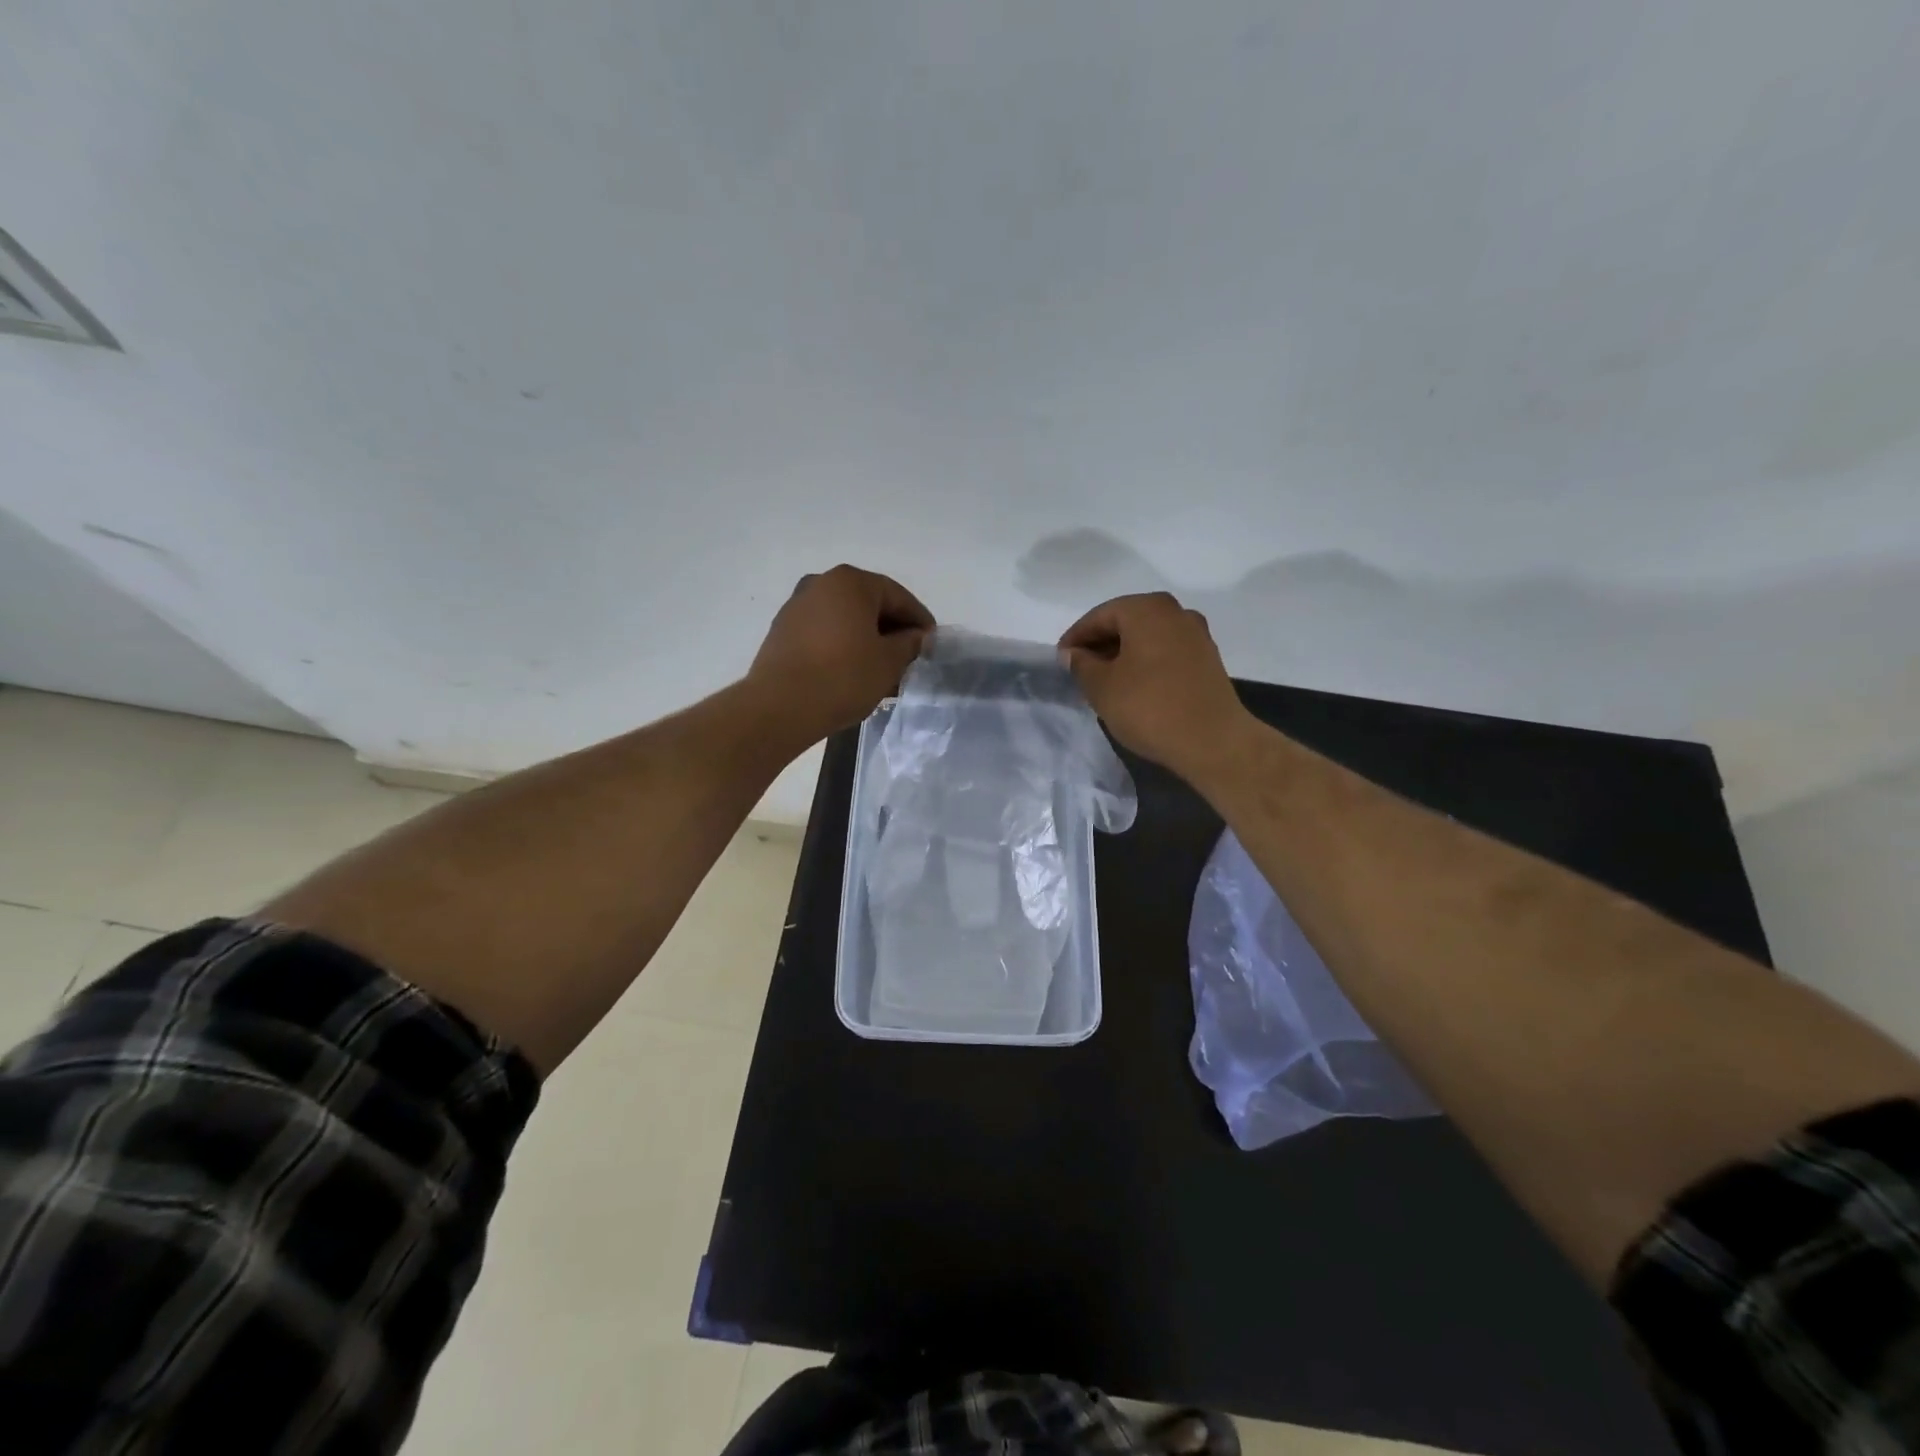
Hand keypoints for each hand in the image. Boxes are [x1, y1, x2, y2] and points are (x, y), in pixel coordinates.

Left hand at [746, 565, 933, 743]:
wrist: (780, 707)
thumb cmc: (843, 677)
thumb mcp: (889, 662)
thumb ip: (909, 644)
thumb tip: (917, 637)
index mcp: (850, 582)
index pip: (897, 596)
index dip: (919, 620)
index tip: (932, 643)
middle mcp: (821, 584)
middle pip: (869, 605)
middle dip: (892, 631)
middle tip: (910, 658)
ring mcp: (797, 606)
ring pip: (845, 620)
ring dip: (867, 641)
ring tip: (883, 671)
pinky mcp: (782, 632)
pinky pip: (824, 633)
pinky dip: (844, 647)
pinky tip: (854, 673)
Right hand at [1058, 592, 1255, 785]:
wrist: (1212, 741)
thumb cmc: (1149, 707)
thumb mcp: (1102, 687)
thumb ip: (1081, 664)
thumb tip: (1073, 653)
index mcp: (1147, 609)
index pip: (1100, 615)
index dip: (1076, 637)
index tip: (1060, 659)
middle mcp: (1175, 612)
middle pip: (1126, 621)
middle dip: (1100, 643)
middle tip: (1079, 669)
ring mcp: (1196, 634)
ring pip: (1147, 637)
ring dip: (1123, 654)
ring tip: (1103, 680)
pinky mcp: (1207, 659)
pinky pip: (1166, 651)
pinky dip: (1145, 662)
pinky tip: (1133, 686)